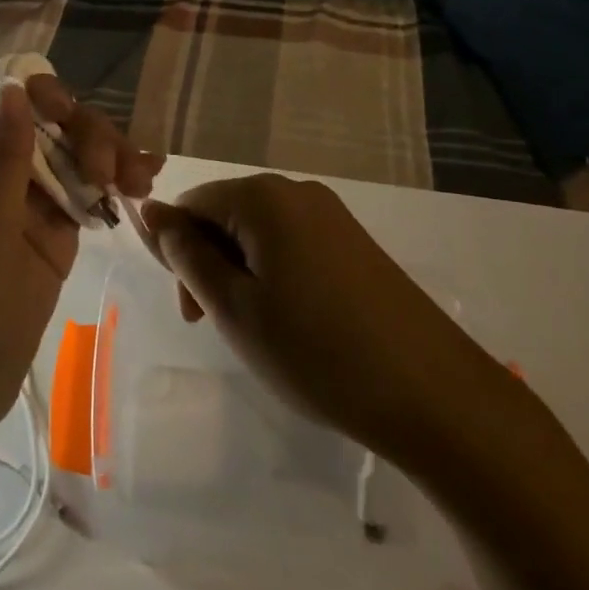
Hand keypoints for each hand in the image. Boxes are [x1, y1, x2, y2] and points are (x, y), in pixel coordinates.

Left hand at [0, 78, 159, 456]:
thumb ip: (1, 160)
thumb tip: (14, 86)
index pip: (10, 102)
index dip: (49, 100)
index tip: (80, 125)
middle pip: (51, 125)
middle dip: (89, 137)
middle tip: (118, 175)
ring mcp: (26, 202)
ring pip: (74, 157)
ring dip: (110, 158)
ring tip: (142, 183)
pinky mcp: (52, 232)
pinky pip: (85, 194)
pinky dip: (113, 187)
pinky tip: (143, 187)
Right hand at [142, 176, 521, 471]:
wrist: (438, 398)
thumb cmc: (316, 352)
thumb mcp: (232, 307)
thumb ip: (185, 255)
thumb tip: (150, 210)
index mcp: (262, 197)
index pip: (190, 205)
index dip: (176, 253)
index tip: (192, 310)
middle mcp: (297, 192)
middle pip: (224, 215)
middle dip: (208, 265)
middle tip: (218, 327)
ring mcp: (333, 216)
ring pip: (258, 234)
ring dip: (240, 275)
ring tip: (258, 332)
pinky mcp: (356, 245)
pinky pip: (293, 246)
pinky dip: (275, 278)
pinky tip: (294, 324)